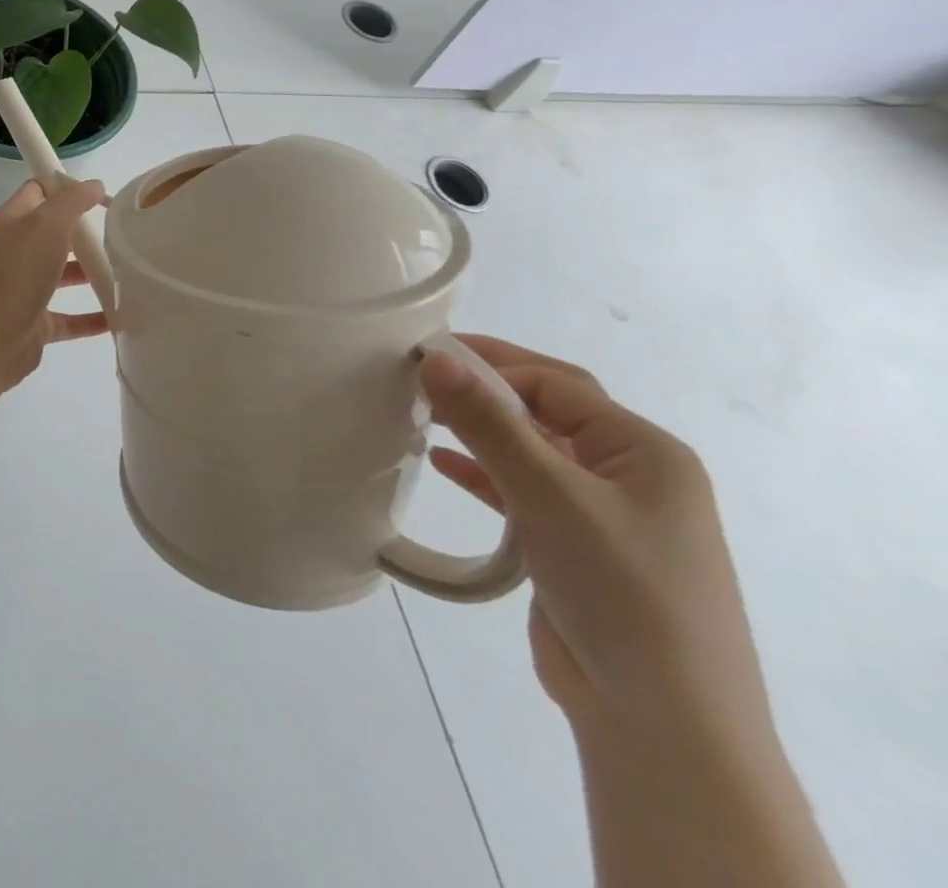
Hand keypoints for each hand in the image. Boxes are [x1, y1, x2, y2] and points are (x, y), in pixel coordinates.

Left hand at [0, 180, 109, 399]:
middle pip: (54, 233)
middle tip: (123, 234)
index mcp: (12, 222)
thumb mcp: (45, 226)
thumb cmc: (14, 276)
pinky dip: (92, 316)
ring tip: (129, 272)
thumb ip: (71, 202)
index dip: (67, 187)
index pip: (39, 191)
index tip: (104, 194)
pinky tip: (120, 317)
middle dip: (86, 232)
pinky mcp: (35, 323)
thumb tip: (94, 184)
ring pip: (62, 274)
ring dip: (92, 272)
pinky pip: (69, 317)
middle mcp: (15, 252)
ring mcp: (24, 289)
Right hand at [418, 338, 771, 744]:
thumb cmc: (621, 591)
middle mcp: (630, 475)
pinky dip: (484, 473)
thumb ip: (490, 424)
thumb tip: (433, 358)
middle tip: (418, 374)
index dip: (490, 364)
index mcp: (645, 452)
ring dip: (480, 430)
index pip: (556, 384)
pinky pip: (523, 491)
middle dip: (485, 390)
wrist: (662, 723)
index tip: (424, 357)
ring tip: (419, 413)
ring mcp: (605, 515)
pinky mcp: (576, 548)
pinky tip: (443, 462)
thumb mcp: (550, 496)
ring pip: (531, 450)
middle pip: (546, 411)